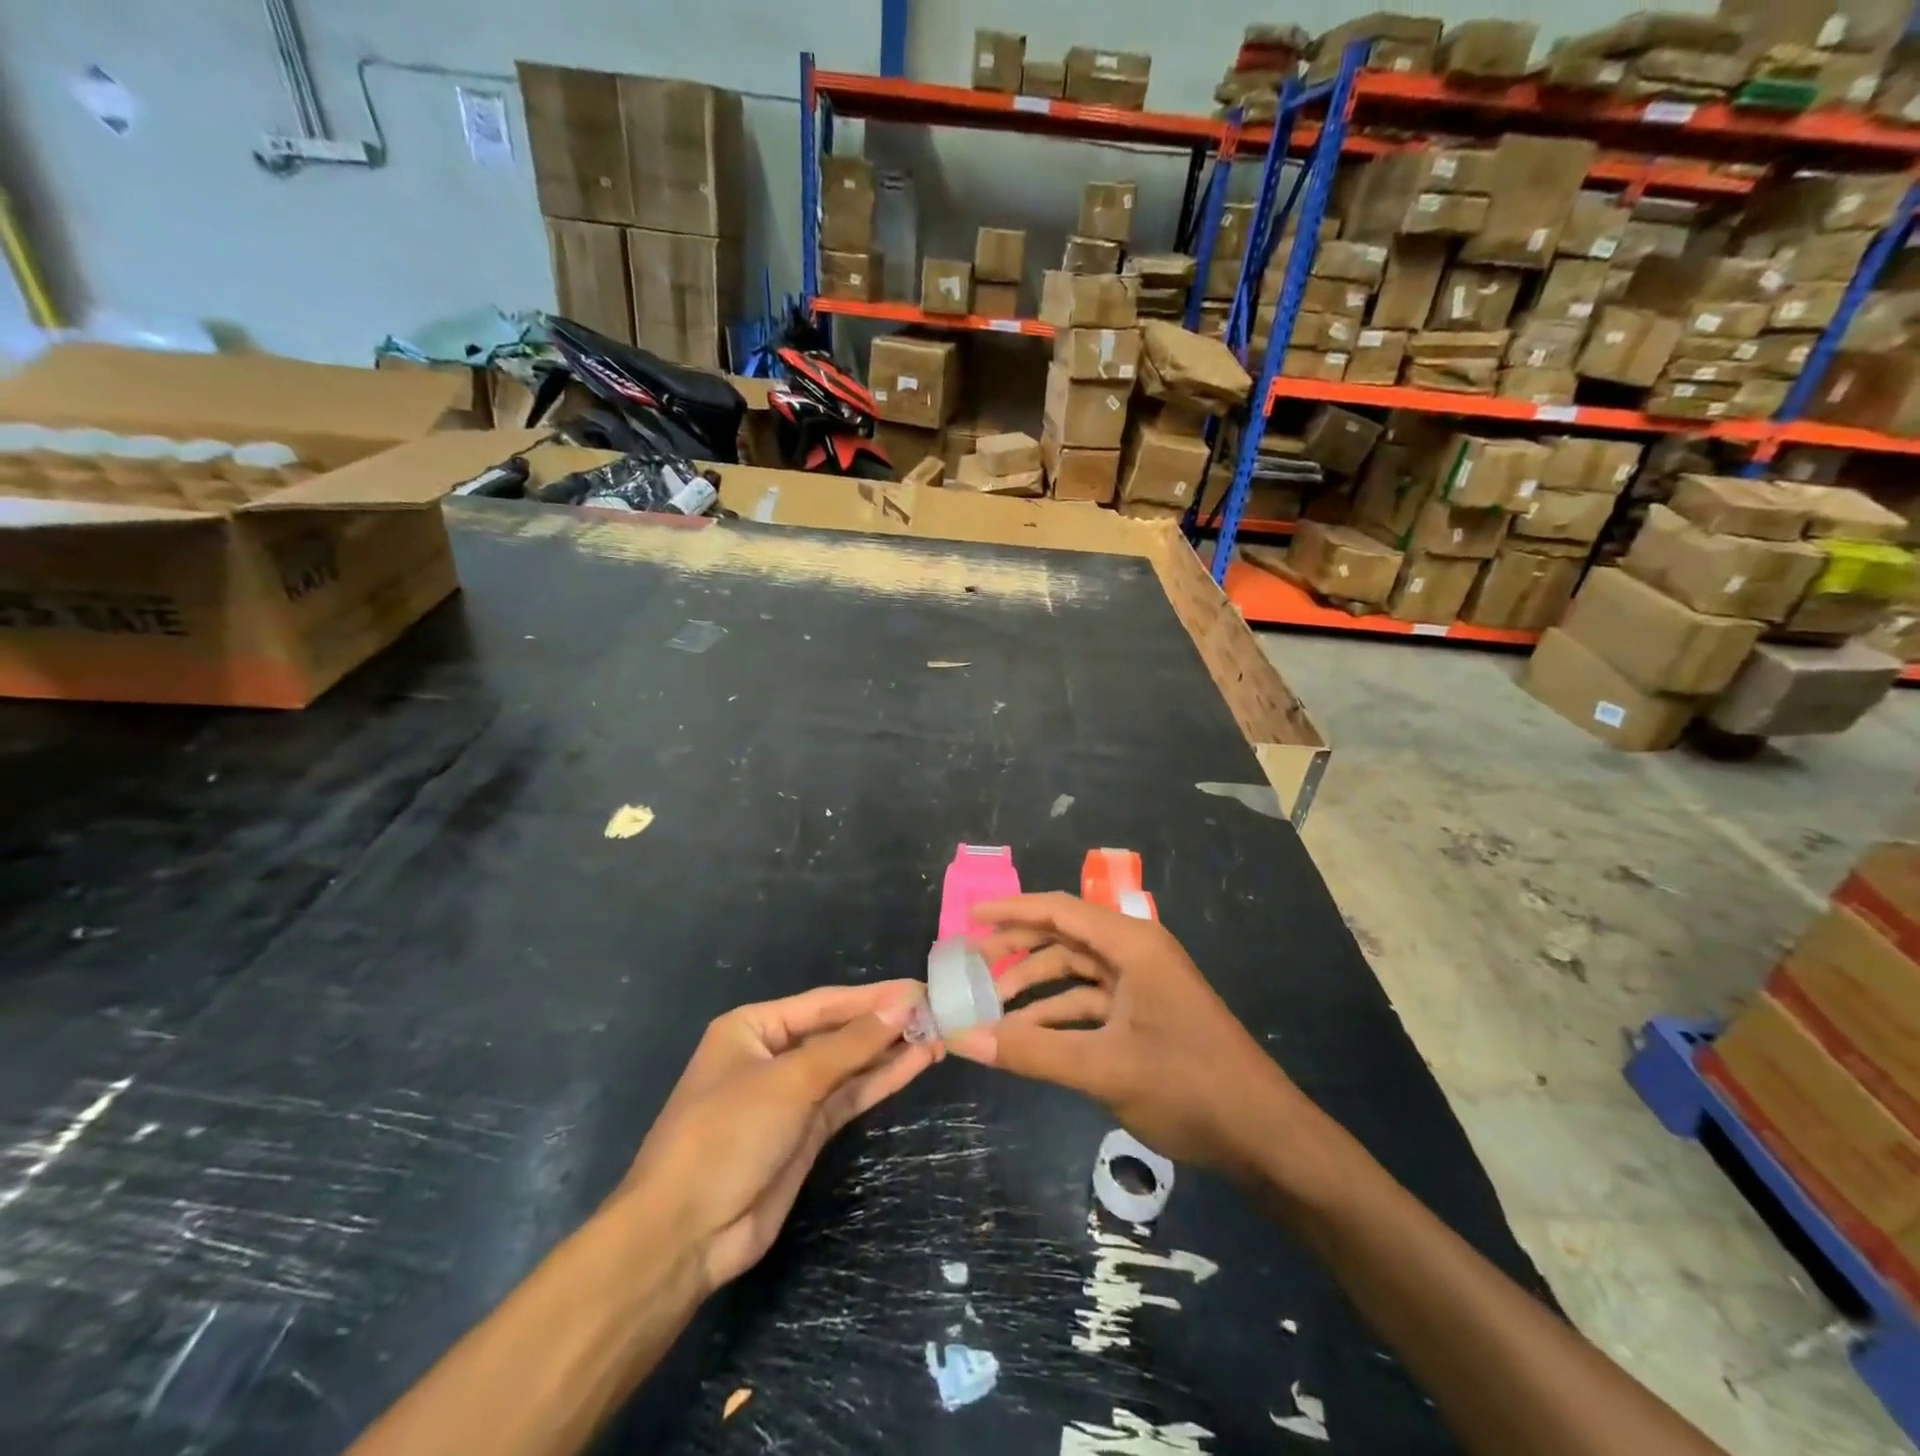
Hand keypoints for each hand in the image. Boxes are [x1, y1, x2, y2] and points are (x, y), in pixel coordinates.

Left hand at [622, 981, 937, 1289]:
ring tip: (939, 1033)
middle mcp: (772, 1055)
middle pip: (838, 1032)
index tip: (920, 987)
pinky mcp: (806, 1133)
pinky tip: (917, 1062)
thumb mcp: (790, 1081)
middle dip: (885, 1022)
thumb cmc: (726, 1134)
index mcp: (753, 1028)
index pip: (824, 1004)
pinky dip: (881, 1080)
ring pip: (849, 1065)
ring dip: (890, 1051)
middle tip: (939, 1009)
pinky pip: (849, 1097)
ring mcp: (791, 1096)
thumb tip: (902, 1005)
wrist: (685, 1234)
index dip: (873, 996)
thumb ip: (849, 1044)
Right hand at [951, 893, 1297, 1178]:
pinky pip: (1091, 1002)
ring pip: (1076, 972)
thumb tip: (963, 1038)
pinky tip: (1028, 1037)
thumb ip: (1031, 1052)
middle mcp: (1136, 952)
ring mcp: (1143, 984)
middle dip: (1017, 950)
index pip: (1058, 909)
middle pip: (1064, 937)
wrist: (1265, 1136)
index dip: (1010, 911)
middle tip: (970, 967)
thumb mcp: (1103, 1068)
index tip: (968, 919)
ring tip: (991, 1009)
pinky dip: (1059, 1014)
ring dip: (1036, 988)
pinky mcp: (1147, 1014)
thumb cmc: (1188, 1086)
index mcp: (1132, 944)